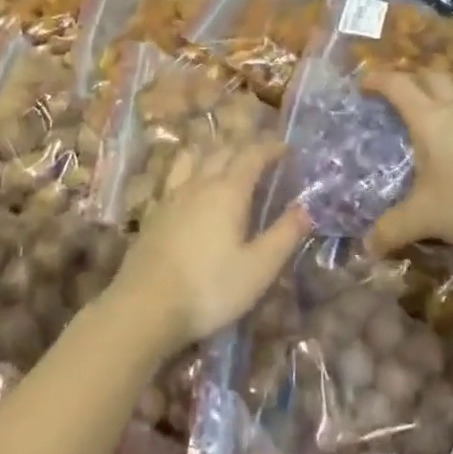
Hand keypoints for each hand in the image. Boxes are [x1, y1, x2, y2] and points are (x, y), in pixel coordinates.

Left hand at [108, 141, 311, 356]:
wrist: (145, 306)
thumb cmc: (210, 288)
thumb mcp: (258, 268)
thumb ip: (284, 235)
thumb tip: (307, 208)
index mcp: (228, 191)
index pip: (252, 156)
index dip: (271, 148)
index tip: (287, 148)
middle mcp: (199, 184)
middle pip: (223, 152)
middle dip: (245, 148)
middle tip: (263, 155)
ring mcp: (172, 196)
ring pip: (196, 159)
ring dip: (215, 153)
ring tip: (227, 160)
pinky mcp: (155, 213)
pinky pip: (177, 175)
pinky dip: (192, 169)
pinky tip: (193, 187)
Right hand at [365, 70, 452, 255]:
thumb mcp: (425, 218)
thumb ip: (393, 229)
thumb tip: (367, 247)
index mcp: (429, 120)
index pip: (398, 86)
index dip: (379, 79)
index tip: (365, 83)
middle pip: (435, 77)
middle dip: (416, 79)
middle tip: (405, 94)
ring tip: (450, 106)